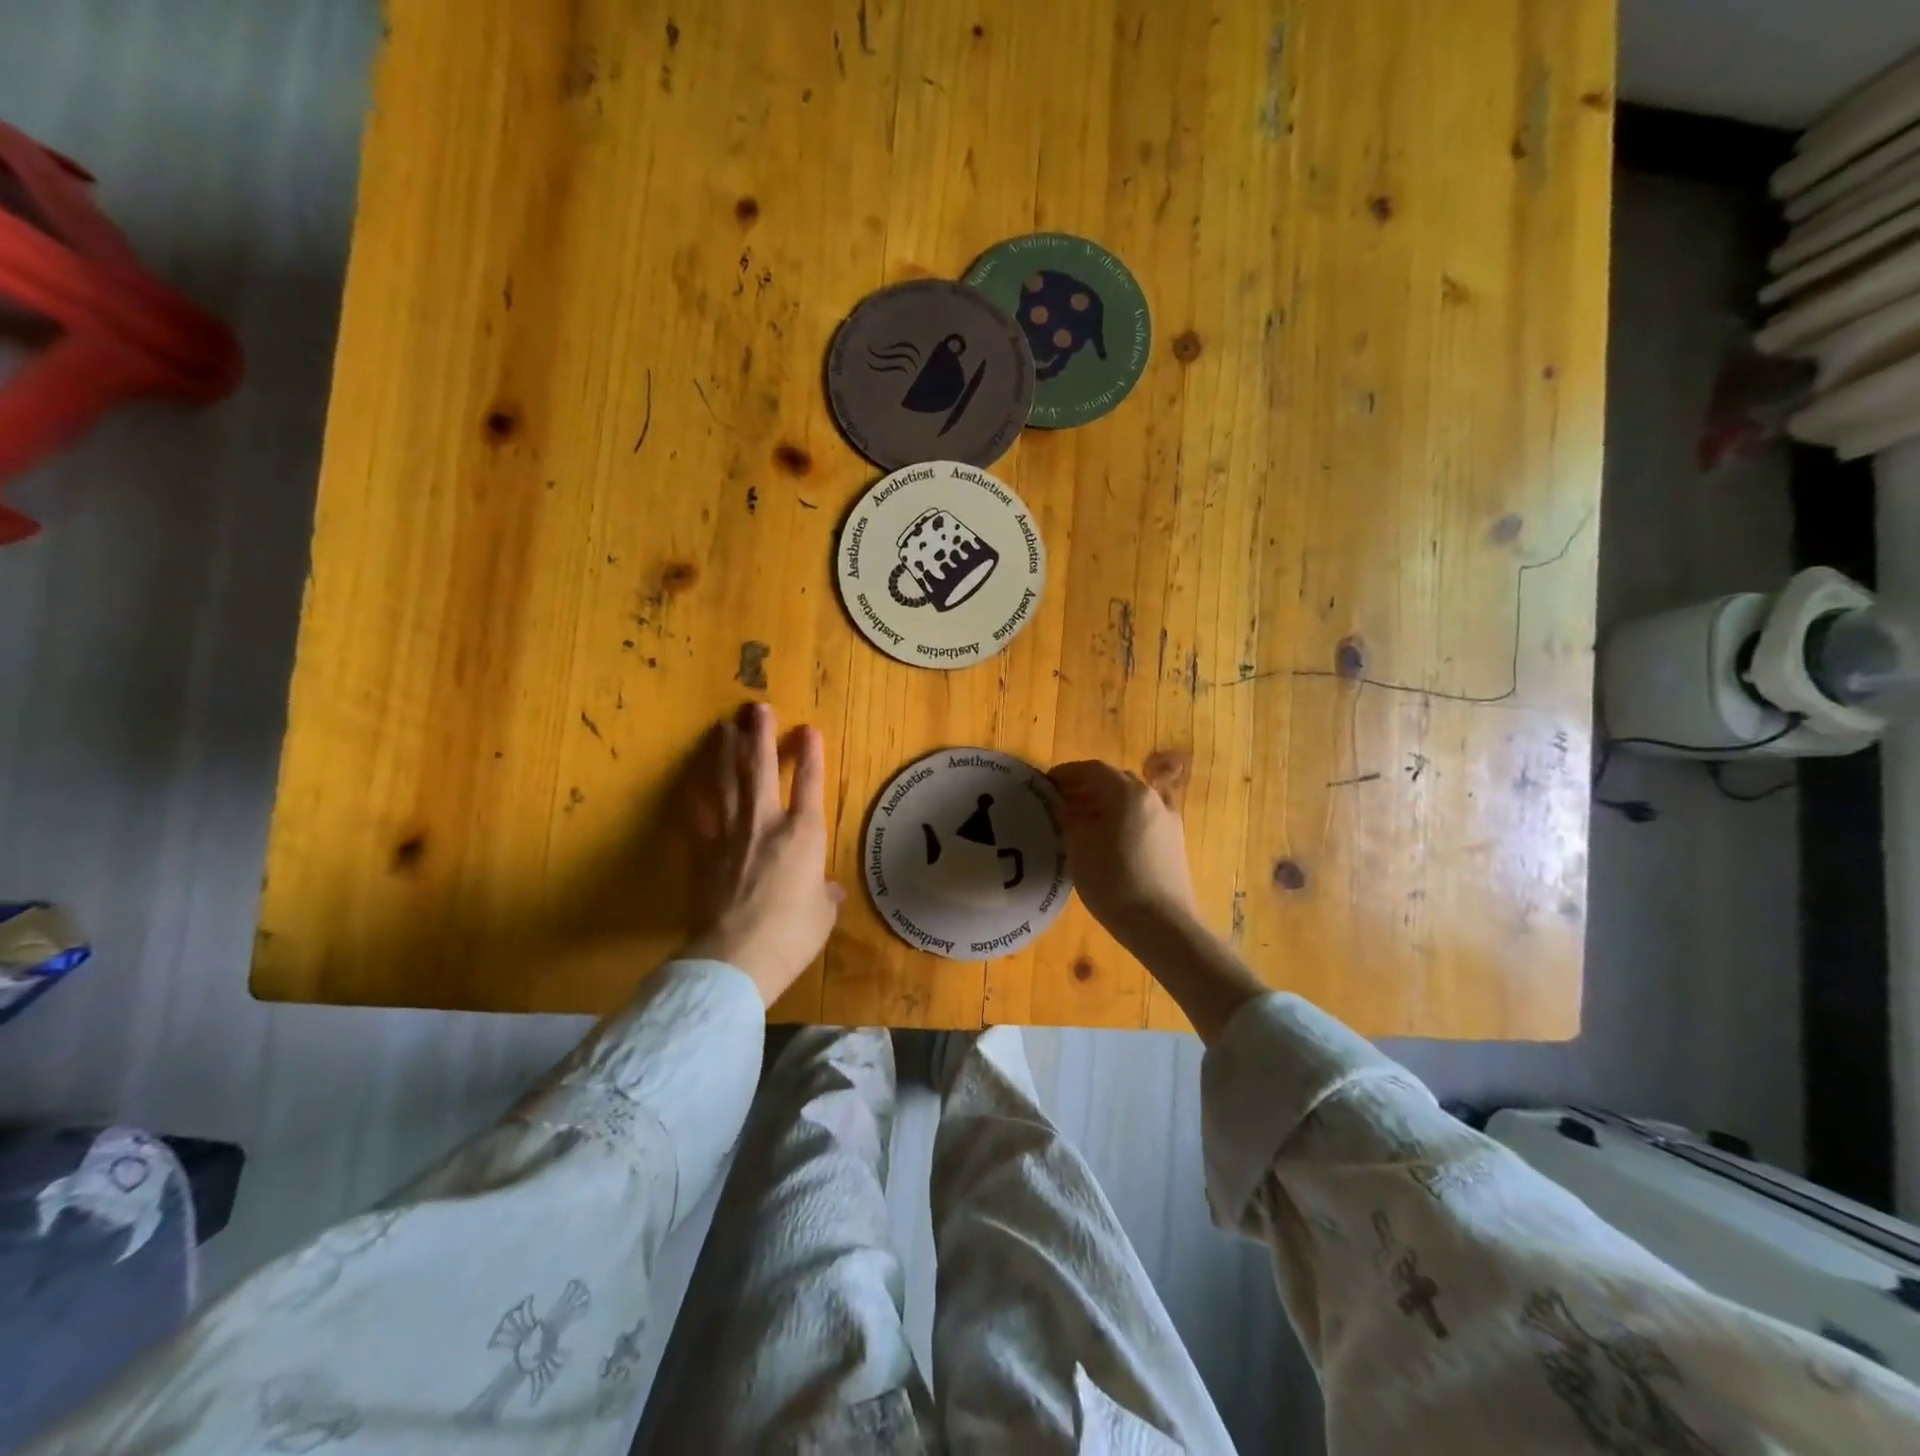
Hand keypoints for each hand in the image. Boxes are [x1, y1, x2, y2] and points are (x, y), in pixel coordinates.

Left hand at [682, 703, 843, 1005]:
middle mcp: (766, 824)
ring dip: (726, 753)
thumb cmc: (792, 935)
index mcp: (804, 836)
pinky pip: (697, 817)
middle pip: (762, 770)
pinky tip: (690, 780)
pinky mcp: (702, 854)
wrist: (736, 957)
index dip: (810, 754)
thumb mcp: (822, 916)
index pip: (809, 785)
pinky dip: (694, 796)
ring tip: (724, 728)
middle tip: (756, 708)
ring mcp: (730, 836)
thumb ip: (825, 895)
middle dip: (760, 736)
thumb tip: (829, 890)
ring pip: (727, 784)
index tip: (807, 728)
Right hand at [1049, 758, 1197, 934]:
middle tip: (1061, 802)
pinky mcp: (1174, 843)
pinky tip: (1107, 841)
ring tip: (1082, 823)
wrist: (1162, 925)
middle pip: (1115, 781)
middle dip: (1086, 787)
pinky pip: (1142, 819)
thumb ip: (1068, 819)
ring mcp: (1168, 820)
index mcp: (1129, 792)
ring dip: (1105, 804)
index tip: (1046, 784)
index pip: (1093, 769)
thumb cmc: (1114, 880)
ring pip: (1131, 801)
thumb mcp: (1078, 846)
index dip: (1067, 774)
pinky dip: (1121, 820)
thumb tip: (1064, 808)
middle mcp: (1152, 798)